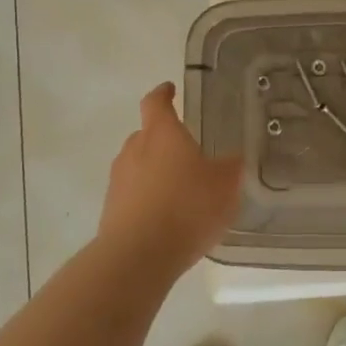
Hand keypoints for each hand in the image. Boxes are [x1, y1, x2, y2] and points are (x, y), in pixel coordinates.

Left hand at [97, 83, 243, 276]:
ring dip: (155, 170)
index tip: (170, 89)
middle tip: (187, 150)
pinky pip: (132, 194)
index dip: (164, 94)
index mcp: (162, 133)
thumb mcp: (225, 185)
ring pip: (138, 165)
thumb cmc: (187, 207)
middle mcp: (134, 150)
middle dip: (163, 138)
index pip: (156, 102)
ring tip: (179, 188)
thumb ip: (230, 167)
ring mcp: (118, 180)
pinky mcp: (111, 210)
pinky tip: (167, 217)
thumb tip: (234, 158)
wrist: (138, 256)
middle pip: (146, 134)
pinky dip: (147, 197)